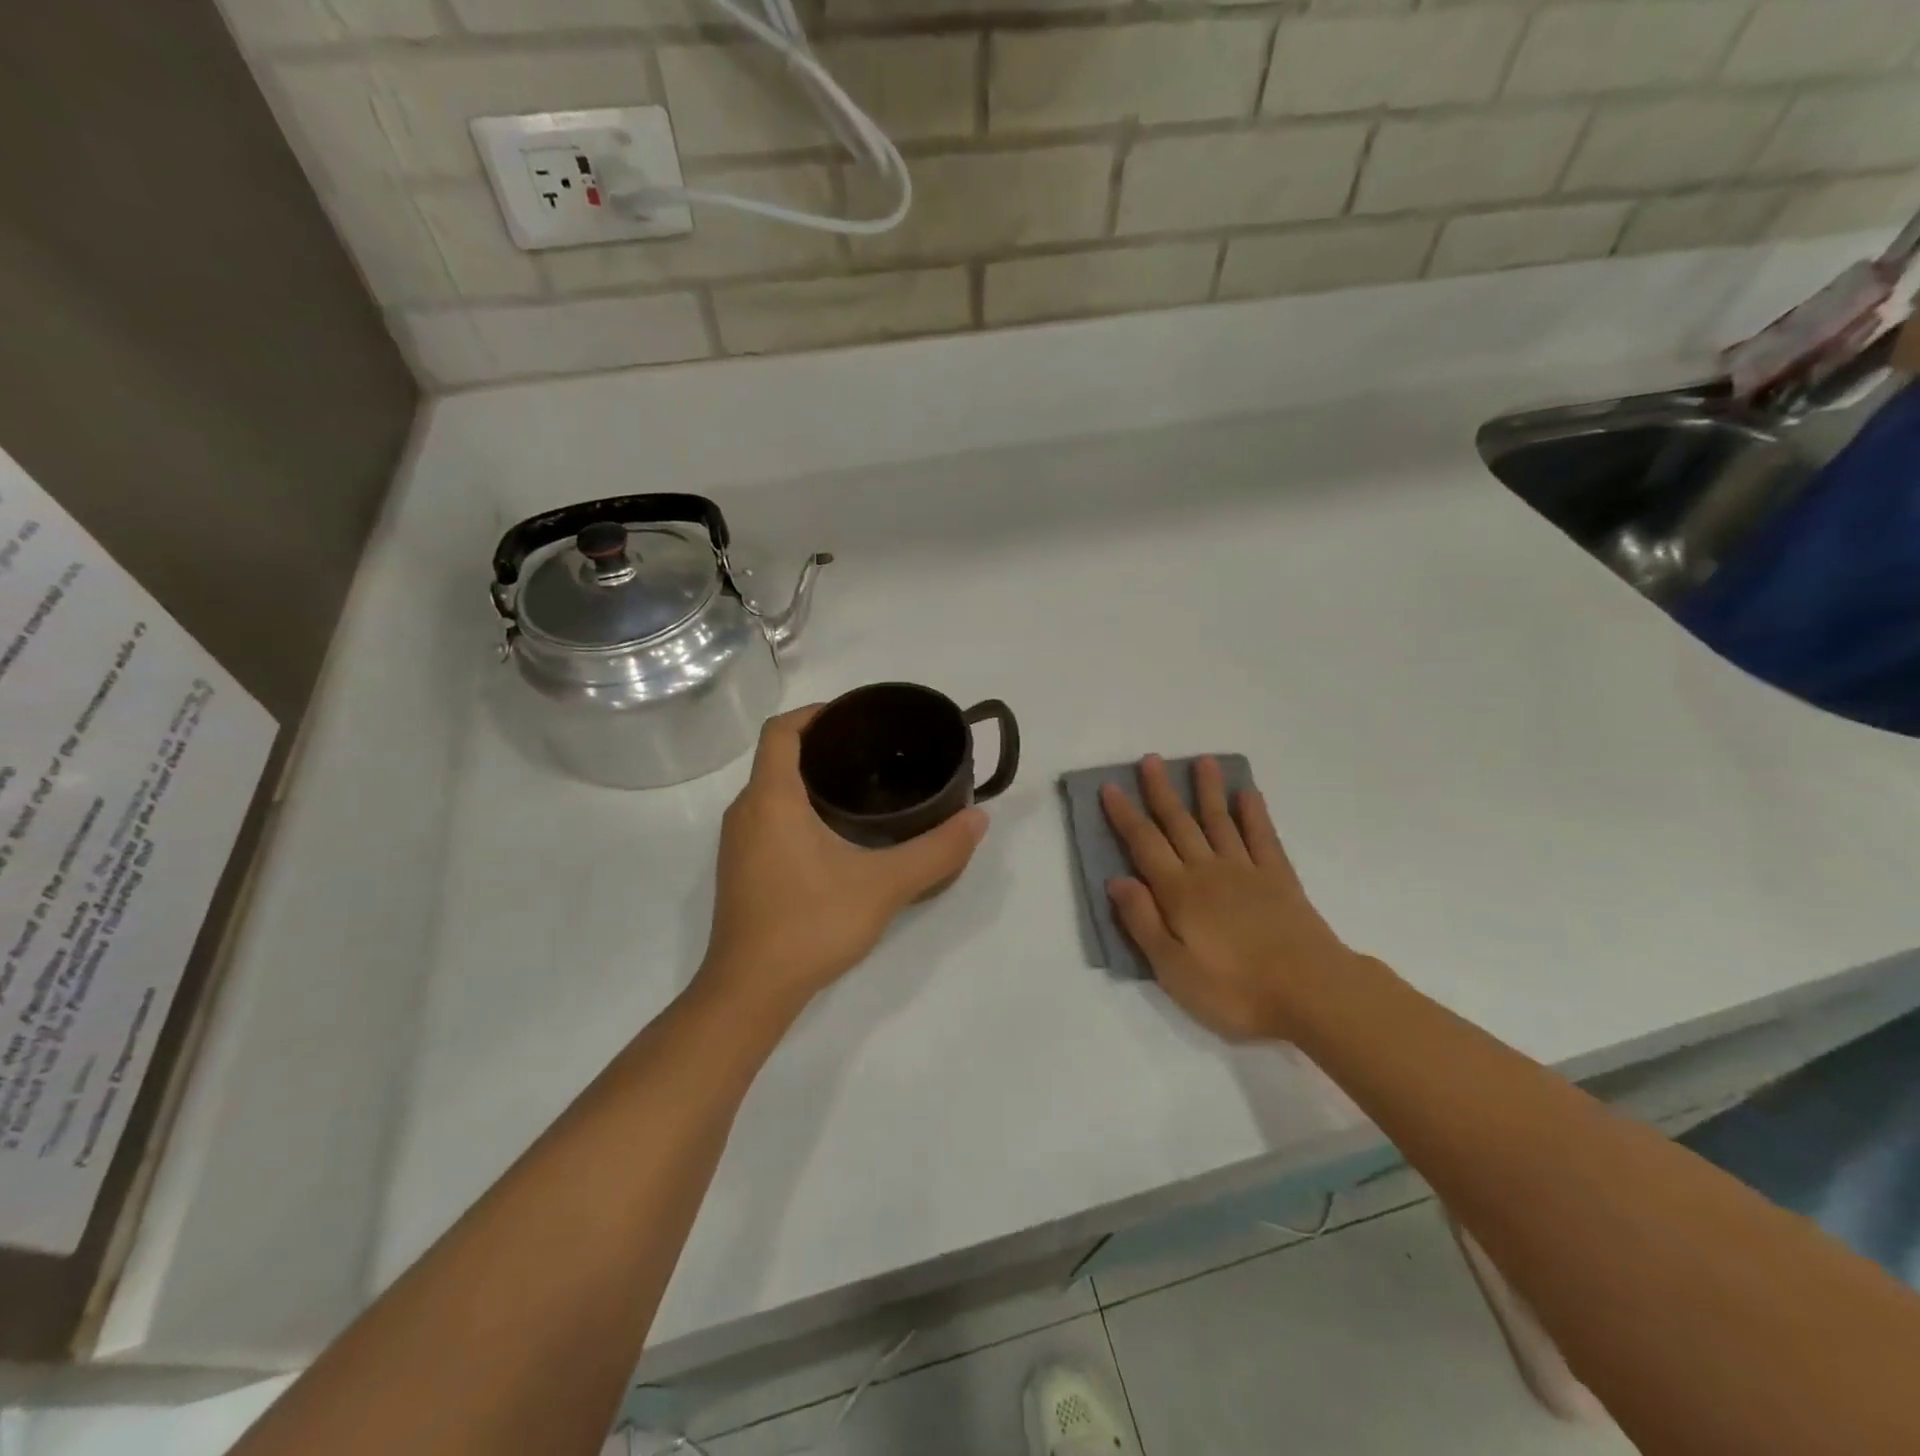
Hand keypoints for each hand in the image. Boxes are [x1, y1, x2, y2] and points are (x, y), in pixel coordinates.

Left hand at [698, 706, 988, 1021]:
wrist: (751, 991)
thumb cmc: (811, 924)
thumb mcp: (884, 885)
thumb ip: (936, 851)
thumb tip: (978, 819)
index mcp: (771, 799)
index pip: (781, 730)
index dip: (815, 713)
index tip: (855, 717)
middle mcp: (745, 811)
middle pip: (777, 757)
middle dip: (820, 746)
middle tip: (872, 752)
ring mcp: (736, 843)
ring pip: (771, 790)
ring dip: (807, 779)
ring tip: (860, 787)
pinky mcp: (739, 869)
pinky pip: (767, 818)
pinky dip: (797, 808)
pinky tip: (835, 833)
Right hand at [1102, 755, 1358, 1041]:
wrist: (1312, 993)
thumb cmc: (1234, 989)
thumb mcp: (1173, 969)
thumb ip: (1143, 921)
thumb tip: (1117, 880)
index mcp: (1179, 892)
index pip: (1144, 844)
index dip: (1125, 815)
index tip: (1110, 787)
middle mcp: (1209, 871)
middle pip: (1180, 823)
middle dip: (1162, 791)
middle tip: (1151, 760)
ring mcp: (1247, 871)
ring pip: (1220, 821)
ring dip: (1208, 791)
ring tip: (1202, 761)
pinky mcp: (1280, 879)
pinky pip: (1263, 837)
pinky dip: (1254, 813)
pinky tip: (1247, 794)